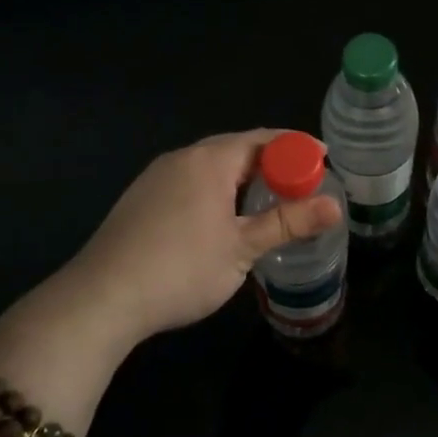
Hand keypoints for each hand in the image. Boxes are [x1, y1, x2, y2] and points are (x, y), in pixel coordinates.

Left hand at [57, 129, 342, 345]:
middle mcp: (181, 158)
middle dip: (270, 162)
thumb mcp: (242, 248)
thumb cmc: (181, 269)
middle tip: (300, 184)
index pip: (262, 139)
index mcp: (209, 160)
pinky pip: (189, 181)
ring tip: (266, 201)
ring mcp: (155, 177)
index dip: (296, 147)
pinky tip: (220, 217)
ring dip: (242, 177)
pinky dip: (216, 189)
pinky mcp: (140, 199)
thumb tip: (335, 207)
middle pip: (235, 149)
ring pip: (209, 166)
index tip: (324, 159)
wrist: (102, 297)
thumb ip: (288, 223)